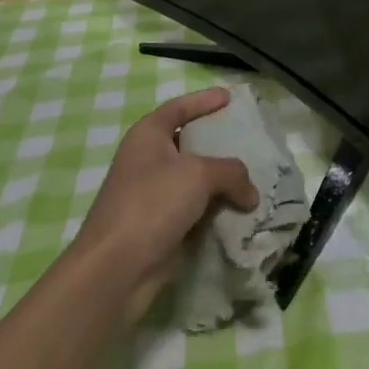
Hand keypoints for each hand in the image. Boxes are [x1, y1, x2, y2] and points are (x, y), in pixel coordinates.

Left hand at [72, 87, 258, 321]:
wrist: (115, 270)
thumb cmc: (152, 204)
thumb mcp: (199, 175)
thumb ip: (232, 173)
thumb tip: (250, 194)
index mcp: (148, 135)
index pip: (179, 107)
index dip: (203, 100)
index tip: (229, 97)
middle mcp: (147, 160)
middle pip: (188, 142)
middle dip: (218, 143)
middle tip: (248, 140)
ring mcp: (152, 195)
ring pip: (194, 180)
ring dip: (220, 181)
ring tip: (253, 178)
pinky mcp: (159, 226)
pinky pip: (194, 209)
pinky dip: (215, 208)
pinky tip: (240, 211)